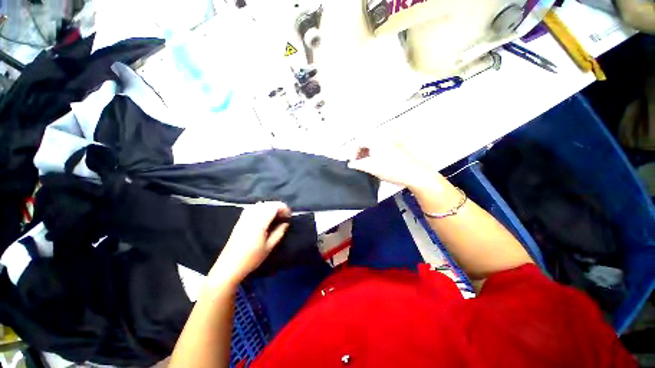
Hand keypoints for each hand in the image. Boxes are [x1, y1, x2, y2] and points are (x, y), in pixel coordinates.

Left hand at [209, 202, 290, 285]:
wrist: (229, 266)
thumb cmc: (252, 258)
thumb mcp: (269, 247)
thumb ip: (279, 232)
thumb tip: (286, 223)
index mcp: (259, 223)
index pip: (273, 207)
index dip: (283, 208)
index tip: (289, 215)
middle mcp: (251, 217)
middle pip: (267, 204)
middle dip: (278, 206)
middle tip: (284, 215)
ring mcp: (244, 218)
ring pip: (259, 204)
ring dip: (269, 206)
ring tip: (276, 215)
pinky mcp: (240, 220)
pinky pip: (252, 207)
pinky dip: (260, 208)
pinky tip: (263, 215)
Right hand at [348, 142, 443, 190]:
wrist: (412, 173)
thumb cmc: (392, 169)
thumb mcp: (371, 168)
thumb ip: (358, 165)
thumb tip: (351, 164)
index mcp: (375, 140)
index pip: (359, 143)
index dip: (354, 153)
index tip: (355, 162)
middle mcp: (383, 138)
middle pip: (367, 142)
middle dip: (362, 152)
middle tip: (361, 162)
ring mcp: (391, 141)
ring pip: (374, 145)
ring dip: (369, 153)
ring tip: (370, 163)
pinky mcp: (396, 146)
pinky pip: (382, 147)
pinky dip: (377, 153)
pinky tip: (379, 162)